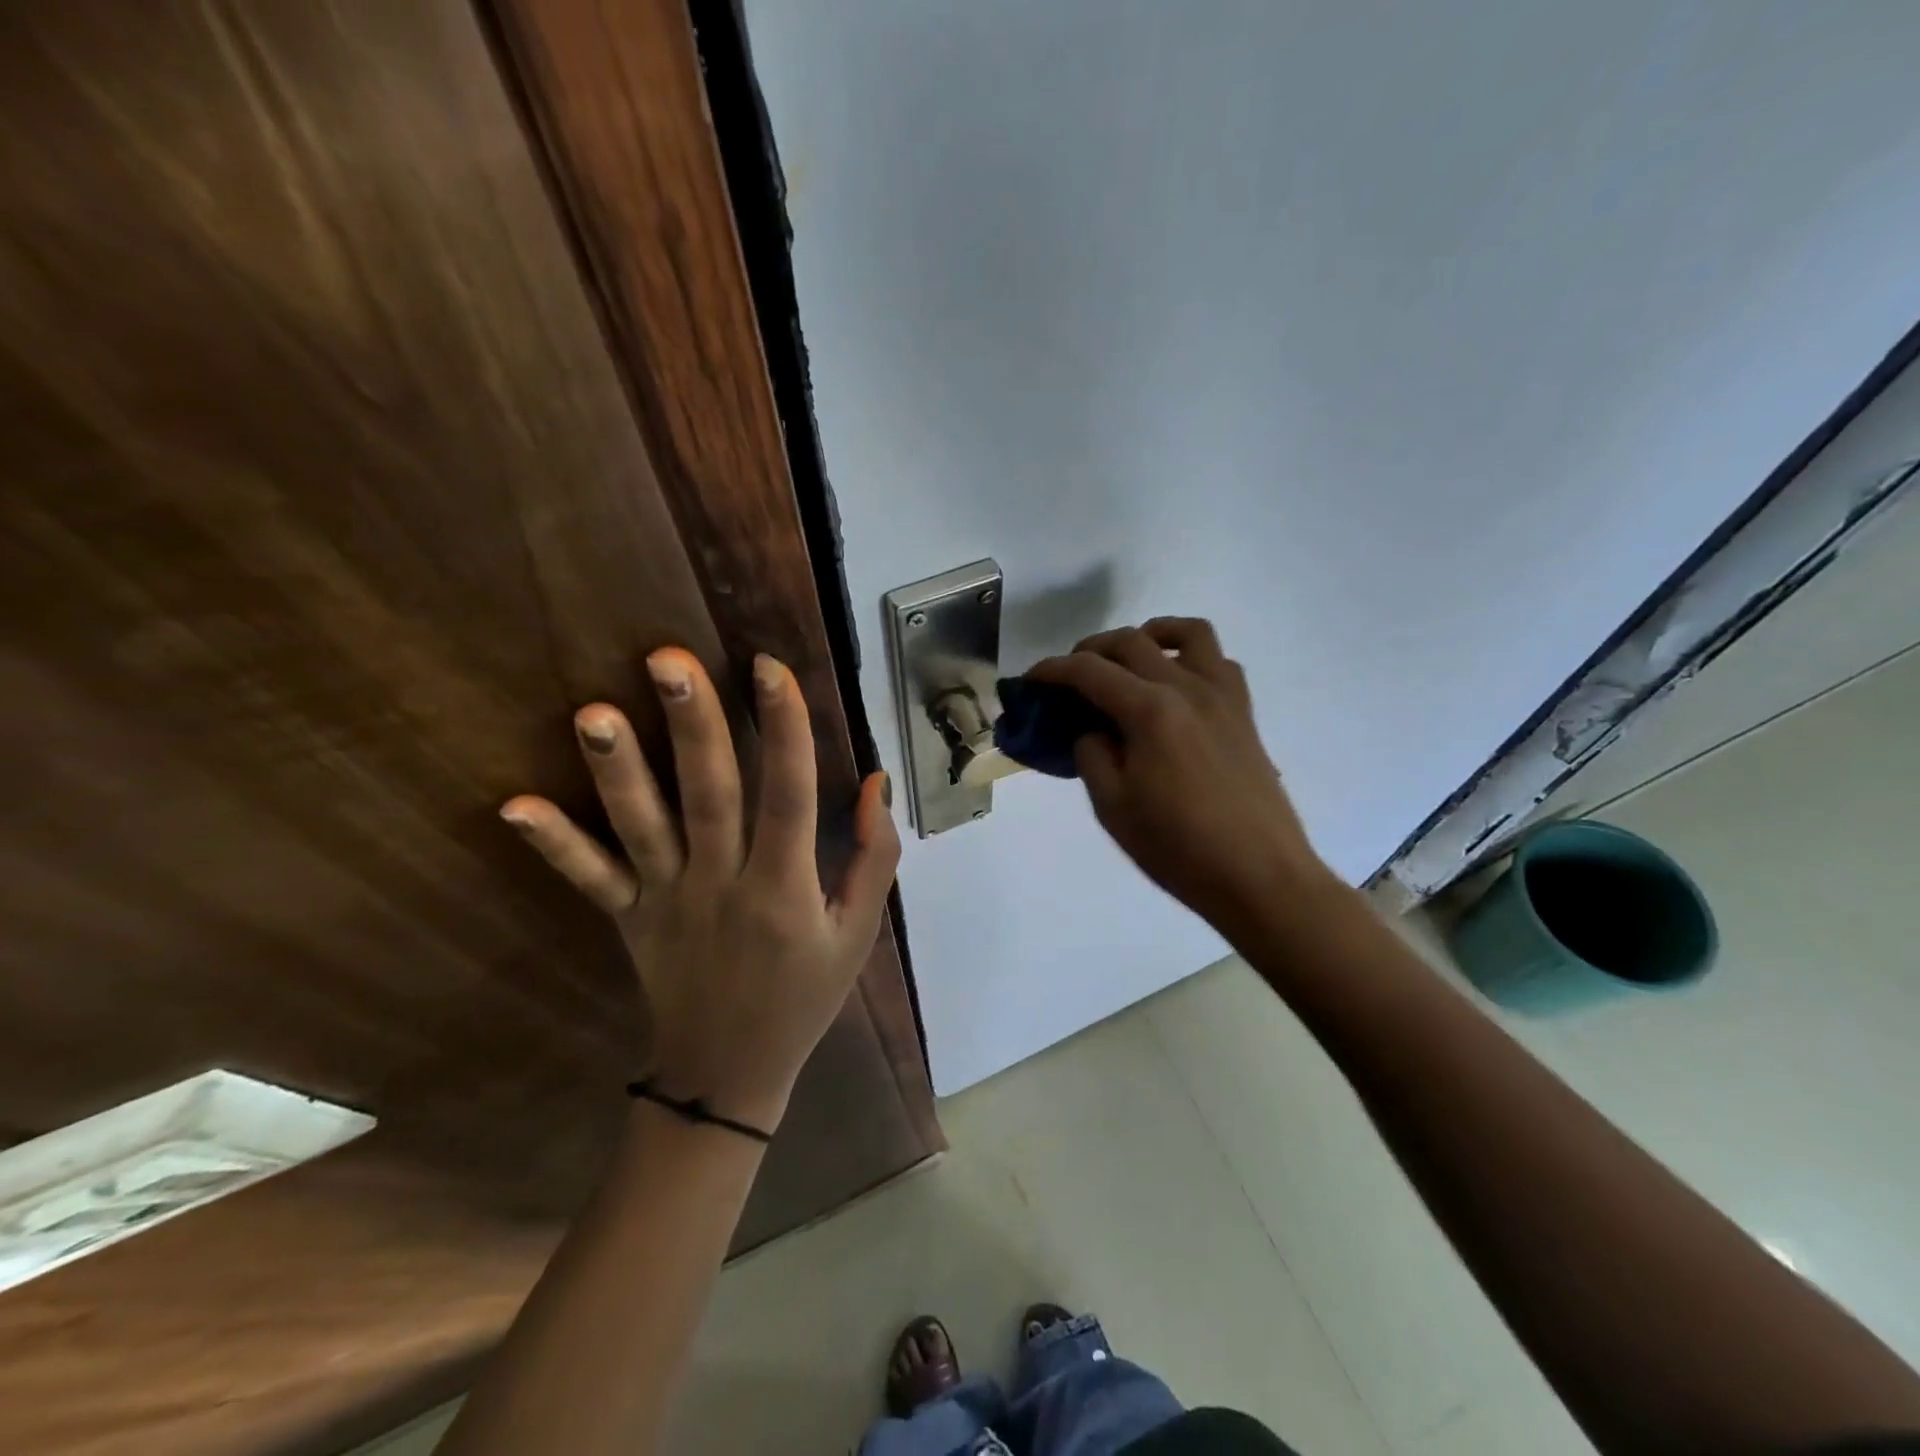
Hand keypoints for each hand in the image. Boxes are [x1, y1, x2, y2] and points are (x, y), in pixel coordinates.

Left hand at [500, 648, 898, 1132]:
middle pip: (710, 795)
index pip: (790, 796)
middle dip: (693, 725)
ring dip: (618, 770)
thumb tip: (875, 780)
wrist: (729, 1072)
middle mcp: (723, 884)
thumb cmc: (805, 995)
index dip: (785, 729)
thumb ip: (874, 856)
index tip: (770, 668)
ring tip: (593, 713)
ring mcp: (668, 900)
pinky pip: (590, 879)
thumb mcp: (860, 932)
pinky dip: (554, 844)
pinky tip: (513, 806)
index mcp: (785, 887)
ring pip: (643, 828)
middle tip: (669, 659)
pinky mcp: (629, 916)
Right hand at [1028, 619, 1337, 936]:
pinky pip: (1218, 662)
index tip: (1030, 680)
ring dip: (1149, 635)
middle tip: (1070, 678)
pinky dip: (1190, 658)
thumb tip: (1092, 730)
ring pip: (1187, 633)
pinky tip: (1175, 687)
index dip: (1052, 670)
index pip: (1089, 671)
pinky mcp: (1244, 713)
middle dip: (1090, 650)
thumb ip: (1092, 755)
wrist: (1259, 877)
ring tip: (1129, 661)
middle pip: (1131, 642)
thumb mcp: (1113, 807)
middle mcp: (1187, 688)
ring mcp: (1222, 697)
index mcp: (1150, 711)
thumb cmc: (1178, 848)